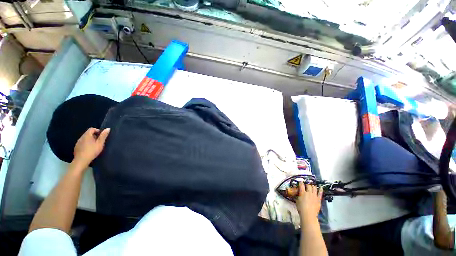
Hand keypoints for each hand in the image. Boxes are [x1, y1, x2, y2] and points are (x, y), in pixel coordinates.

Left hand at [73, 128, 109, 167]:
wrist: (81, 160)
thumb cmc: (92, 151)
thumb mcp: (100, 143)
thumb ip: (103, 136)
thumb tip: (108, 128)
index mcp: (87, 135)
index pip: (92, 129)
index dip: (97, 130)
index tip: (101, 136)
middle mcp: (81, 137)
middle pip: (88, 133)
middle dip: (94, 135)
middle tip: (99, 141)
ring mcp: (78, 142)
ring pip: (85, 138)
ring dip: (90, 140)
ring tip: (94, 145)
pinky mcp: (76, 147)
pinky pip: (82, 143)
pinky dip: (86, 144)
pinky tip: (89, 149)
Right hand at [296, 182, 322, 220]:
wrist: (309, 214)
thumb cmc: (301, 208)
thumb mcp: (297, 201)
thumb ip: (298, 196)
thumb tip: (299, 194)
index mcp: (302, 192)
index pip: (301, 185)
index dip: (301, 182)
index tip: (301, 181)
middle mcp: (308, 192)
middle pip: (308, 186)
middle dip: (307, 185)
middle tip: (306, 186)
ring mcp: (314, 195)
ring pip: (314, 188)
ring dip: (313, 186)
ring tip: (312, 186)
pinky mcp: (318, 199)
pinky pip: (320, 193)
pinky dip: (320, 190)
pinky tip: (321, 187)